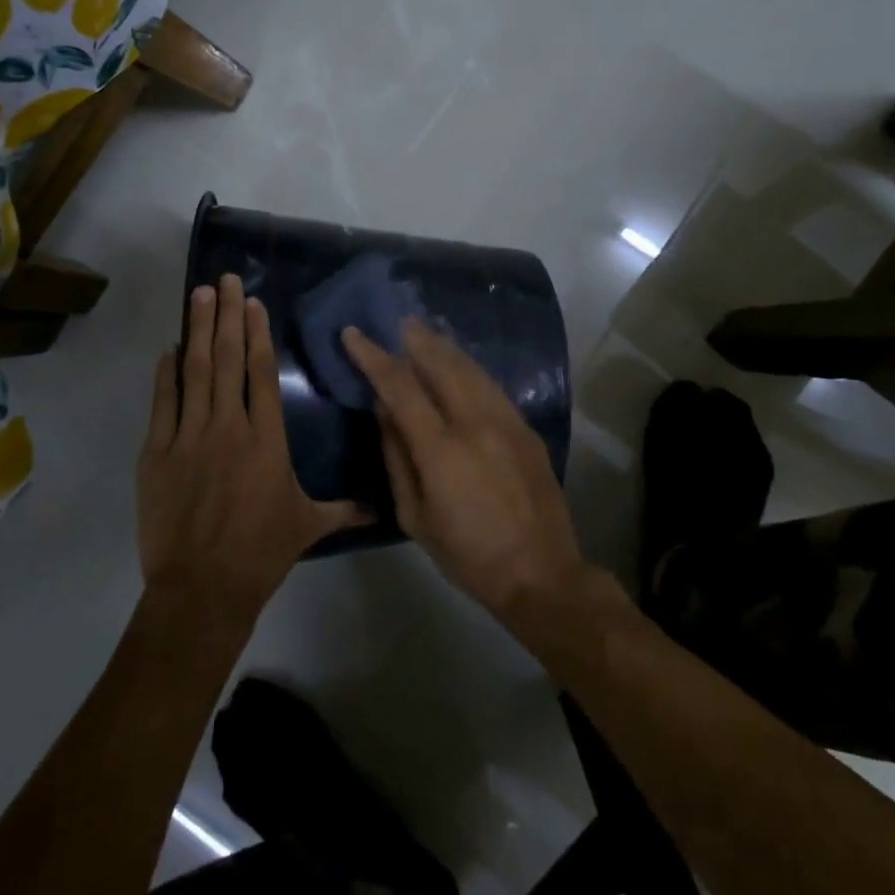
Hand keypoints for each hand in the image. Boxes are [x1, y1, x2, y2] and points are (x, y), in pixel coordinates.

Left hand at [138, 275, 365, 616]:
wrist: (202, 588)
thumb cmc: (261, 552)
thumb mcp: (308, 525)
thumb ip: (344, 508)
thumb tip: (382, 510)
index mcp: (265, 438)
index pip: (260, 373)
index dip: (256, 333)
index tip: (252, 303)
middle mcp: (228, 426)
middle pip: (226, 359)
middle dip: (225, 315)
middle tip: (224, 280)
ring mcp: (188, 437)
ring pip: (193, 371)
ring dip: (196, 330)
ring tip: (198, 295)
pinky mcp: (157, 454)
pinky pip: (162, 404)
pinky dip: (164, 374)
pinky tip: (168, 349)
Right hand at [342, 319, 585, 624]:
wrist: (541, 573)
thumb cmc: (468, 554)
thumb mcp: (415, 517)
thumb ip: (397, 457)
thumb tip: (383, 410)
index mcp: (442, 448)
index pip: (400, 386)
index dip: (373, 356)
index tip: (353, 334)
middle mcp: (476, 422)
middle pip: (441, 363)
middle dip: (414, 338)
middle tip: (395, 321)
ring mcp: (507, 421)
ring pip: (470, 368)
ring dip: (444, 346)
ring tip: (424, 331)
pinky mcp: (526, 428)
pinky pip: (491, 385)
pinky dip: (469, 367)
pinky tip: (459, 363)